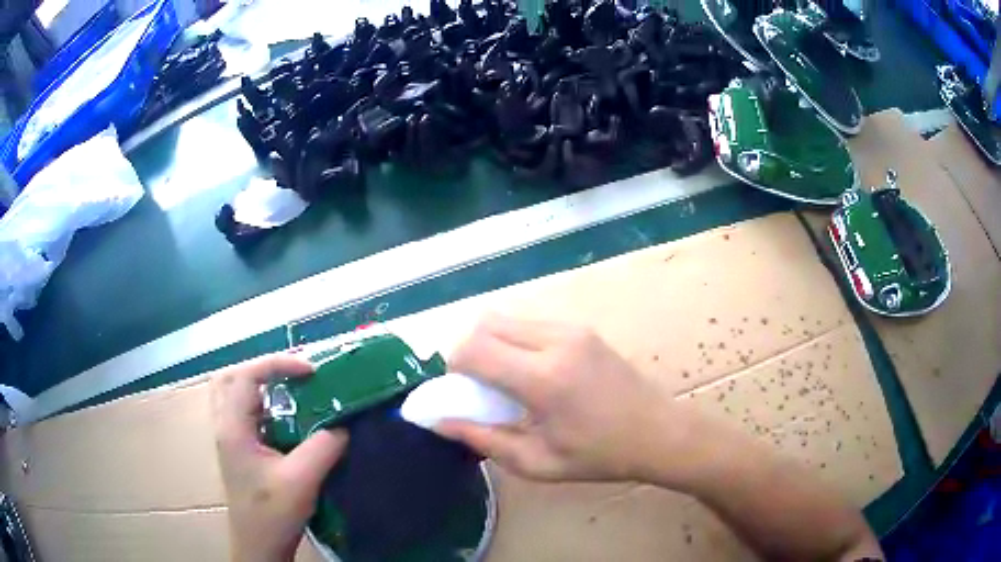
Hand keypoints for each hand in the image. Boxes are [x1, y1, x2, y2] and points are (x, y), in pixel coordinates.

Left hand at [211, 354, 348, 561]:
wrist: (259, 545)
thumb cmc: (272, 514)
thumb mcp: (301, 480)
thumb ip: (324, 447)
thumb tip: (344, 423)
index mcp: (232, 428)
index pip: (245, 376)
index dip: (277, 364)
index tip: (311, 371)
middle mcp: (225, 426)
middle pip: (231, 377)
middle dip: (261, 368)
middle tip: (292, 374)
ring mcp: (230, 438)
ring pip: (235, 394)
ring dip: (261, 385)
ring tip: (292, 389)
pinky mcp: (240, 450)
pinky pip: (246, 413)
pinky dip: (266, 405)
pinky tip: (289, 418)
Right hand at [436, 315, 684, 481]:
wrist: (659, 432)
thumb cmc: (600, 456)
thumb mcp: (538, 462)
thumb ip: (484, 439)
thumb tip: (440, 422)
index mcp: (544, 378)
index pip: (474, 349)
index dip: (453, 369)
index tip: (460, 394)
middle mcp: (556, 341)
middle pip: (485, 323)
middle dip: (468, 352)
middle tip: (478, 387)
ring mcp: (572, 329)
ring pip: (506, 319)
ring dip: (491, 343)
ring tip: (505, 381)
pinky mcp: (582, 328)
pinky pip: (530, 323)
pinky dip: (513, 341)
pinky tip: (530, 373)